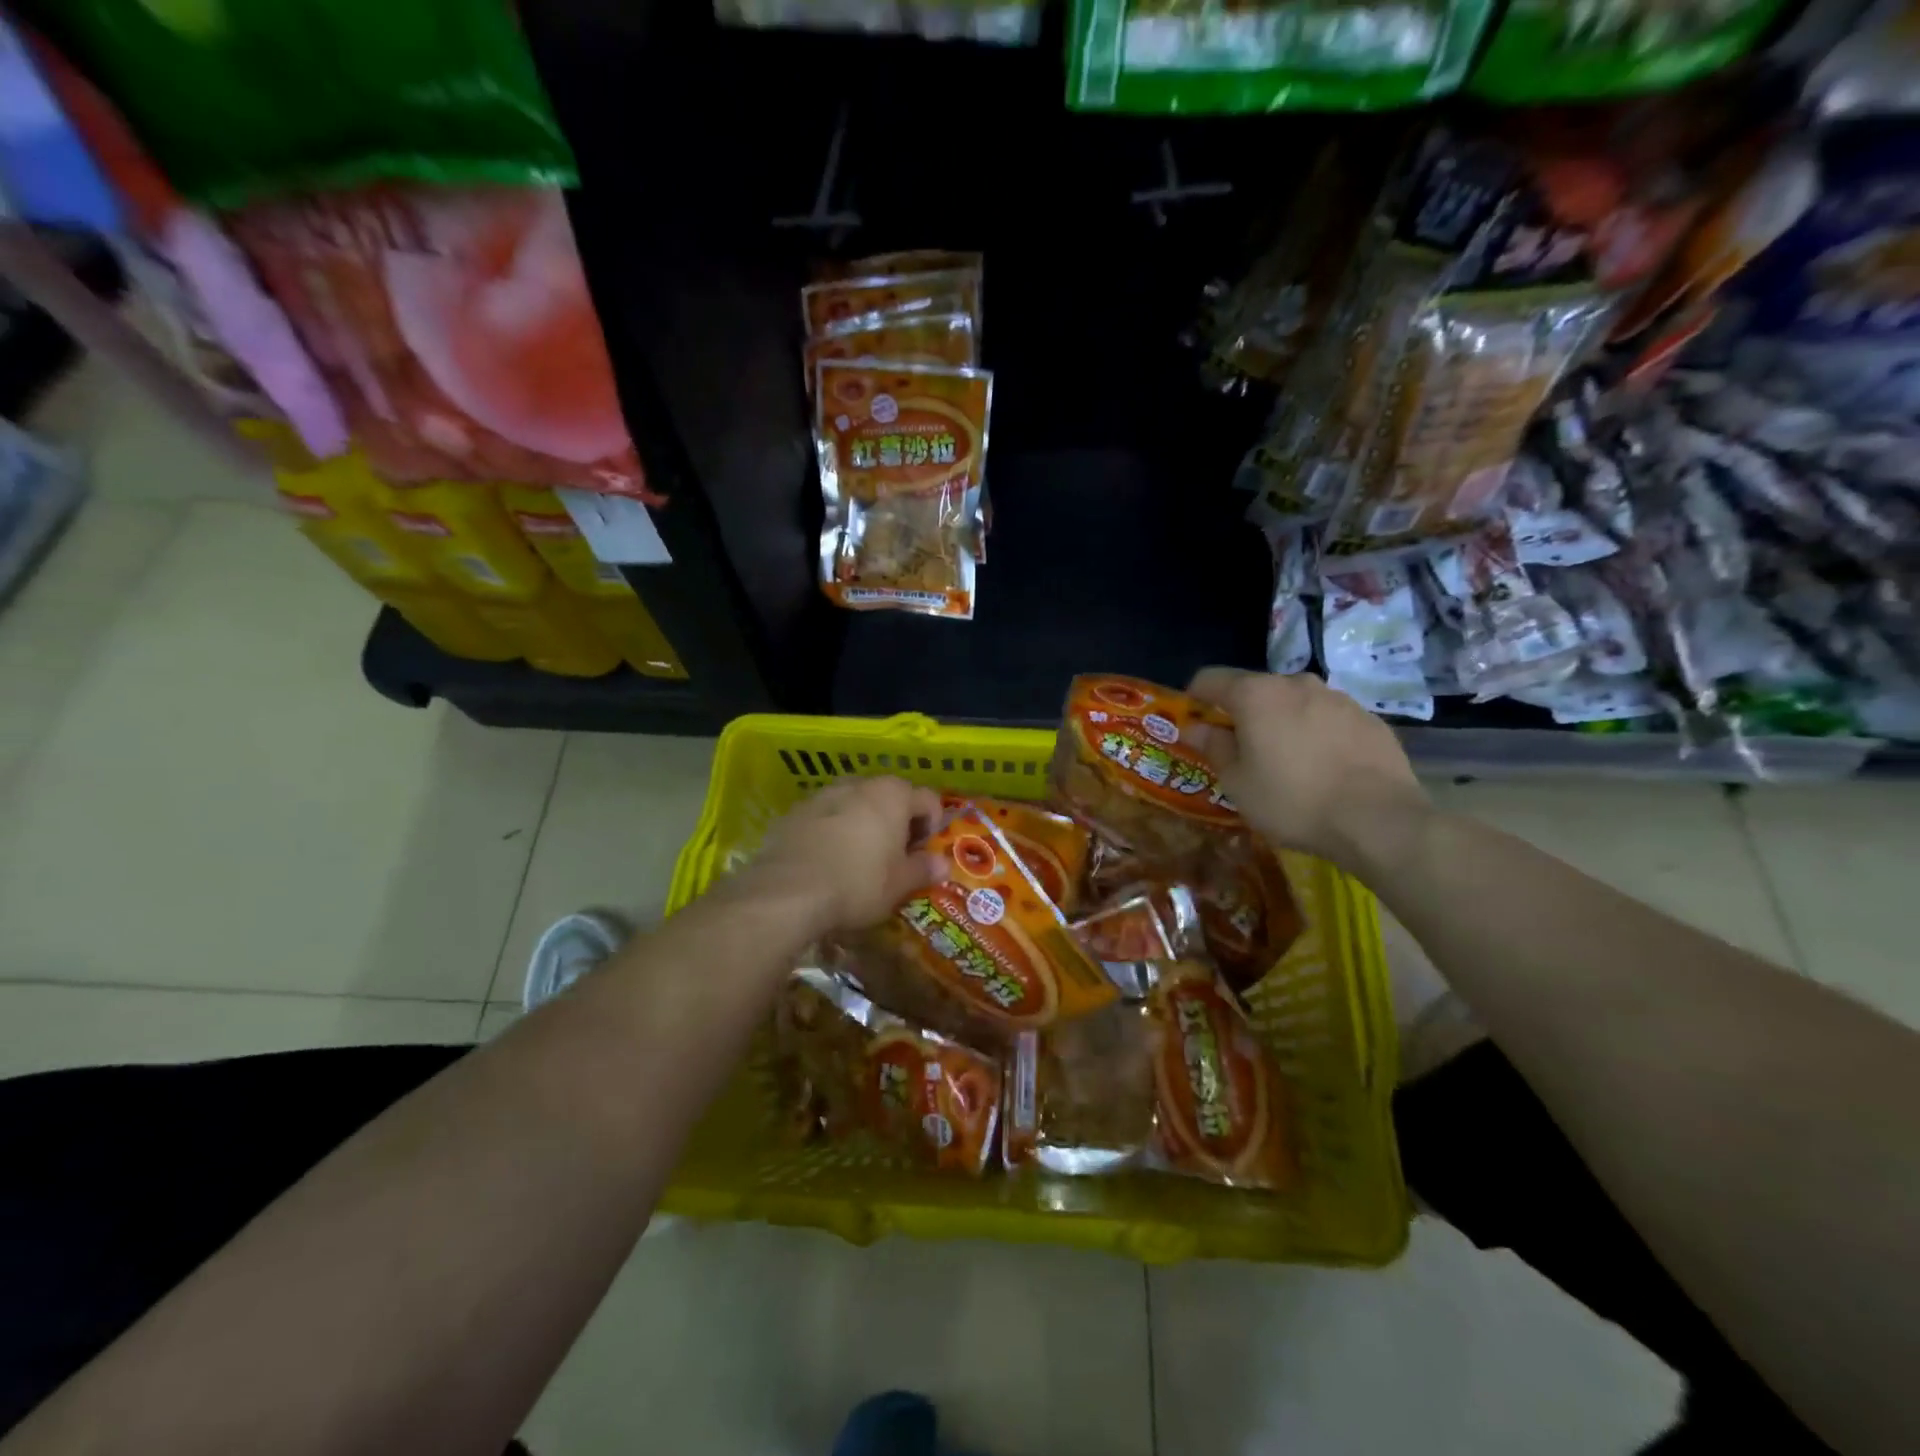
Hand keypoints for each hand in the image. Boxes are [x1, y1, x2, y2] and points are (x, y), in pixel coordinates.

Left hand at [745, 776, 945, 936]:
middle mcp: (859, 784)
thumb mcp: (899, 884)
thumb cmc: (858, 883)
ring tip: (859, 859)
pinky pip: (825, 817)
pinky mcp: (794, 812)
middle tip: (895, 857)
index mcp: (892, 794)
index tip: (924, 854)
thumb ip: (923, 869)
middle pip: (889, 797)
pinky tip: (828, 861)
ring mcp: (823, 795)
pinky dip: (833, 832)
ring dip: (863, 824)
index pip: (928, 799)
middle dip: (896, 822)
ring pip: (854, 804)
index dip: (933, 826)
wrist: (787, 892)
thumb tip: (942, 864)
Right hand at [1186, 668, 1431, 872]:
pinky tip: (1323, 767)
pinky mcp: (1369, 718)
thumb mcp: (1238, 783)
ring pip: (1295, 702)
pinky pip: (1328, 719)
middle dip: (1242, 713)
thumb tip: (1196, 727)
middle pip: (1256, 689)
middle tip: (1240, 749)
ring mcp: (1337, 698)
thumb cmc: (1292, 800)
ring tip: (1286, 761)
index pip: (1210, 679)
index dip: (1194, 697)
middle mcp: (1296, 683)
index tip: (1192, 721)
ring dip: (1282, 722)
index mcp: (1256, 694)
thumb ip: (1214, 747)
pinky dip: (1316, 734)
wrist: (1377, 819)